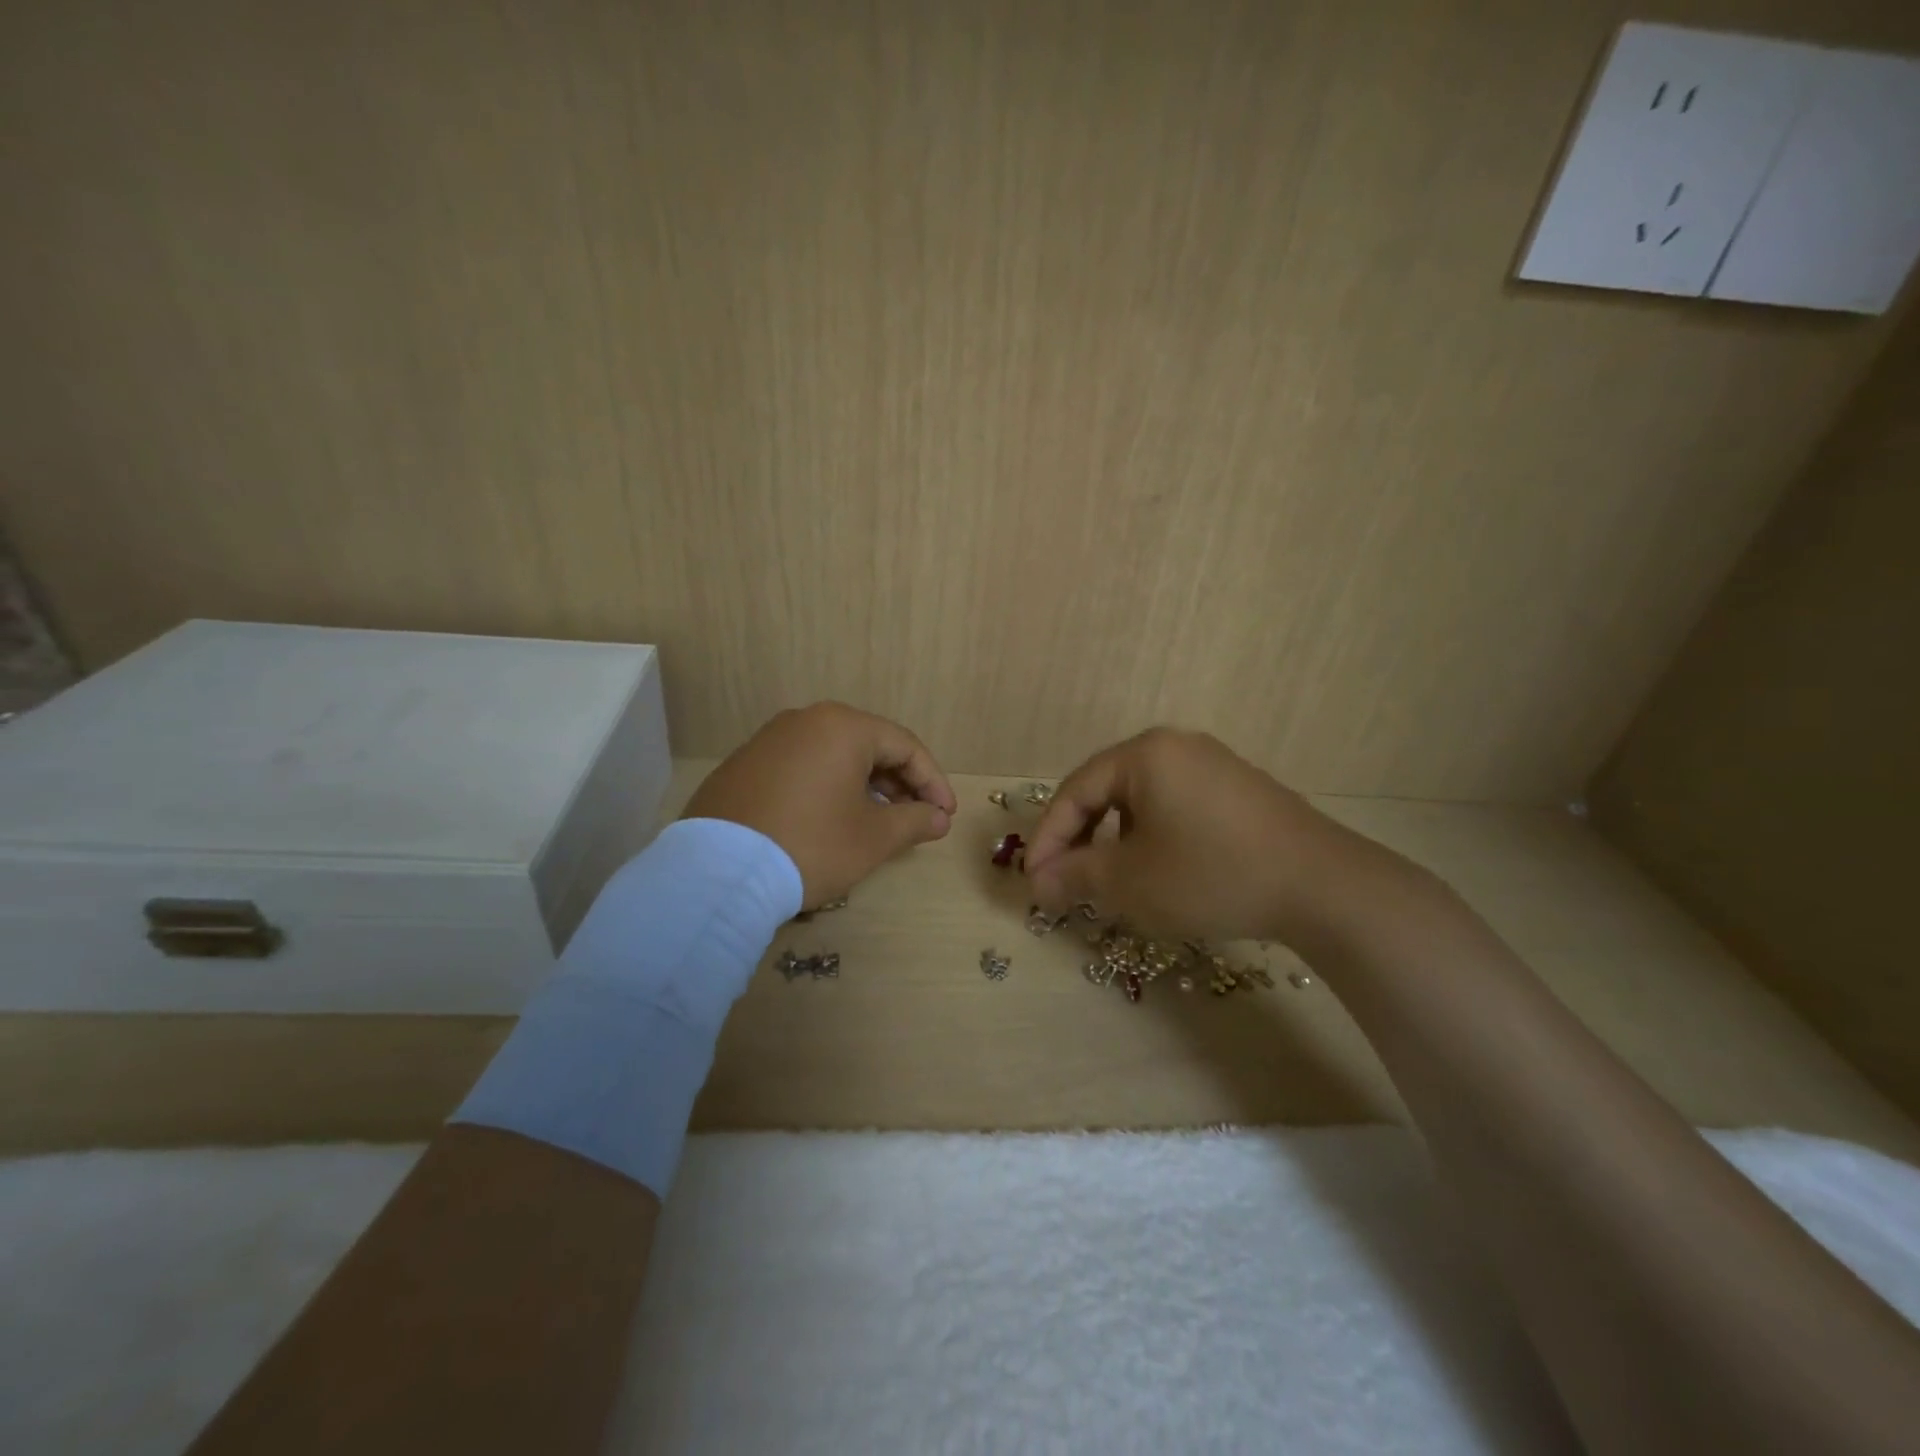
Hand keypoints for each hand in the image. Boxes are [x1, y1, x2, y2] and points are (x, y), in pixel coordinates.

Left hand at [683, 702, 956, 906]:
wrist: (718, 873)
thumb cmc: (812, 845)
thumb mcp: (873, 838)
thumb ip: (914, 821)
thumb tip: (938, 818)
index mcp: (842, 727)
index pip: (905, 746)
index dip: (932, 782)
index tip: (945, 815)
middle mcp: (805, 721)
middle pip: (868, 746)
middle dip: (899, 784)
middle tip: (917, 819)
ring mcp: (768, 741)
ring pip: (833, 757)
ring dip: (864, 787)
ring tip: (878, 822)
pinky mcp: (743, 766)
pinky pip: (801, 768)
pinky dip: (827, 789)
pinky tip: (831, 821)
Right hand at [1024, 728, 1379, 944]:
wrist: (1322, 887)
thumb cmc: (1210, 875)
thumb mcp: (1131, 881)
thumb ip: (1075, 875)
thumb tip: (1038, 882)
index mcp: (1143, 754)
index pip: (1074, 791)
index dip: (1047, 838)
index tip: (1033, 882)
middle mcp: (1176, 746)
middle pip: (1106, 790)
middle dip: (1080, 838)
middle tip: (1064, 881)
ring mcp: (1212, 763)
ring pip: (1140, 799)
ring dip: (1114, 839)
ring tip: (1107, 878)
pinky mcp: (1238, 788)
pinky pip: (1175, 804)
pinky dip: (1151, 835)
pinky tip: (1157, 868)